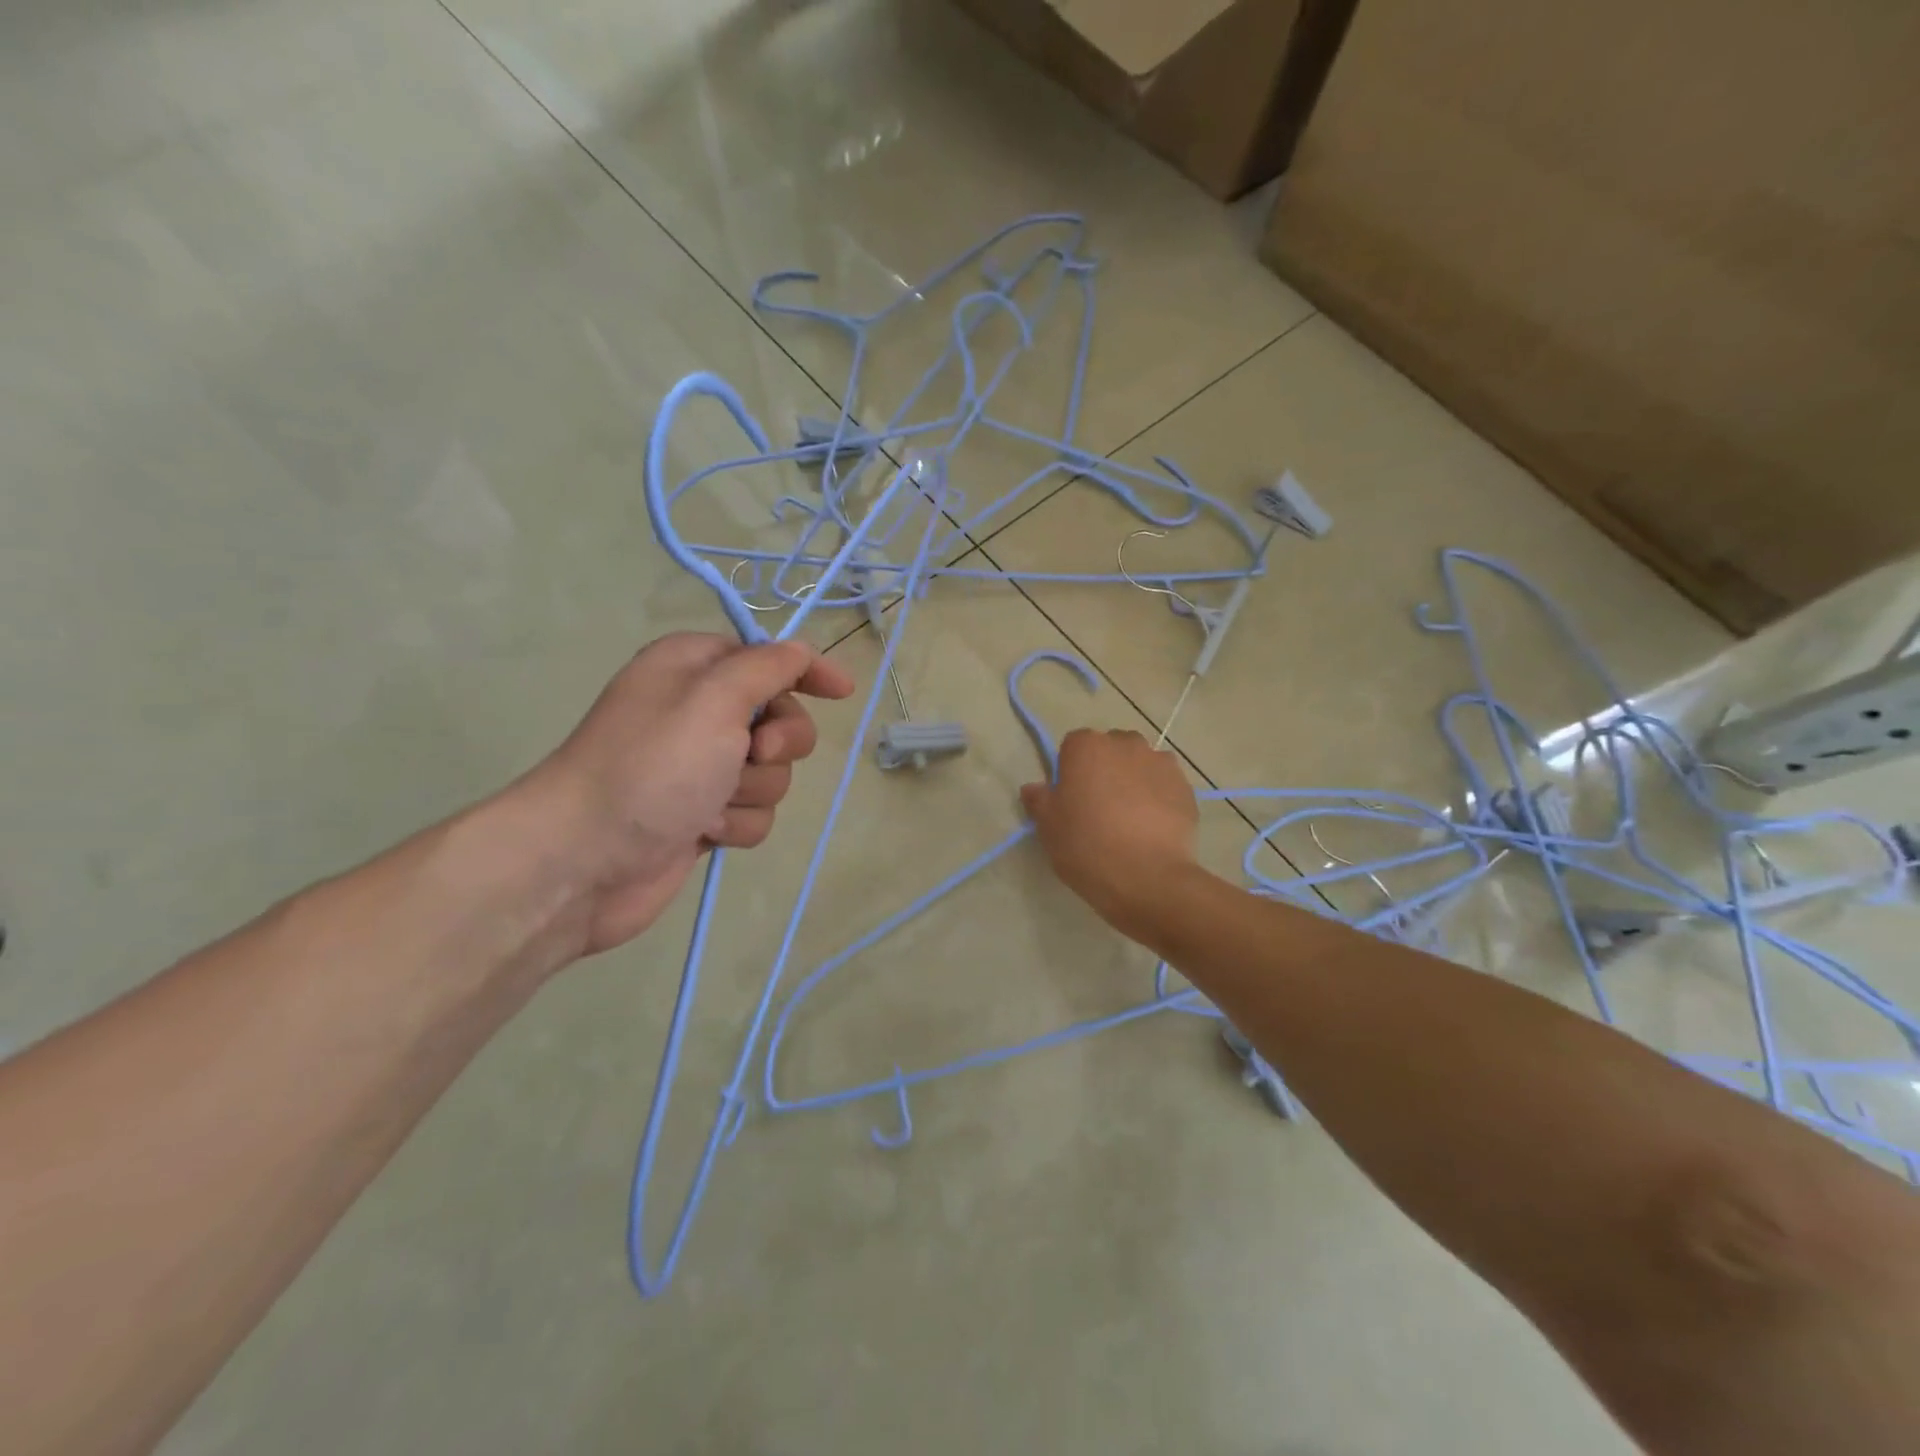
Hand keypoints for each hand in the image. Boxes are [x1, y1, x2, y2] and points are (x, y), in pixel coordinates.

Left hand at [534, 633, 854, 954]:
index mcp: (694, 668)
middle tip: (752, 754)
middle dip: (777, 744)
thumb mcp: (713, 700)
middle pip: (781, 720)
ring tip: (711, 804)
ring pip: (772, 773)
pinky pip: (754, 812)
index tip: (842, 691)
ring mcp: (701, 767)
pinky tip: (705, 831)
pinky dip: (737, 823)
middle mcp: (699, 712)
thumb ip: (765, 668)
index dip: (806, 671)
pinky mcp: (703, 814)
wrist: (583, 860)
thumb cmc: (650, 767)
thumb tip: (799, 651)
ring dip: (753, 791)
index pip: (768, 657)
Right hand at [1019, 728, 1199, 940]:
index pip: (1072, 746)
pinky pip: (1165, 786)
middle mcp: (1126, 744)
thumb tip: (1034, 788)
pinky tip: (1152, 828)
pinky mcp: (1186, 788)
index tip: (1070, 800)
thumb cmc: (1087, 846)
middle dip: (1104, 770)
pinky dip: (1159, 798)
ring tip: (1130, 819)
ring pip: (1141, 765)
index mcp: (1087, 747)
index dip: (1070, 772)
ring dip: (1133, 781)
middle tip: (1098, 808)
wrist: (1148, 878)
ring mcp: (1161, 763)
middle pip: (1110, 750)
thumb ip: (1039, 800)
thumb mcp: (1049, 827)